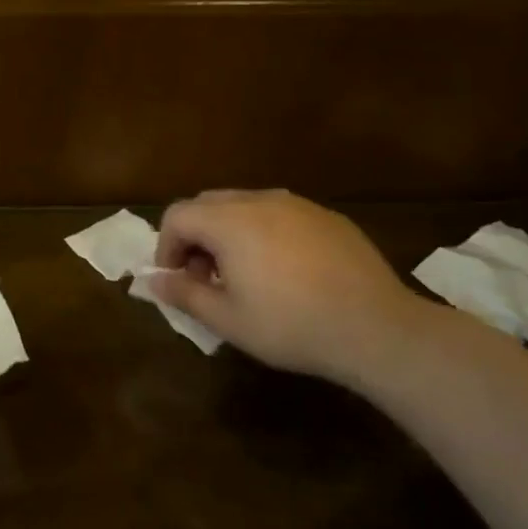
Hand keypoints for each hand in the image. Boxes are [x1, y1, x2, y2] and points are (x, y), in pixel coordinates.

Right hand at [145, 189, 428, 387]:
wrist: (375, 328)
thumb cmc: (290, 325)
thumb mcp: (227, 319)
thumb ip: (183, 293)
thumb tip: (152, 280)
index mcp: (229, 221)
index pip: (177, 215)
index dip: (166, 246)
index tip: (177, 280)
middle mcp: (260, 201)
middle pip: (208, 204)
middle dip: (196, 237)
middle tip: (206, 278)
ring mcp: (298, 205)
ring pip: (245, 206)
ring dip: (229, 234)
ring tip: (244, 276)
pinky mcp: (328, 217)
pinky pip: (280, 215)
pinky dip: (265, 234)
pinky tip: (286, 272)